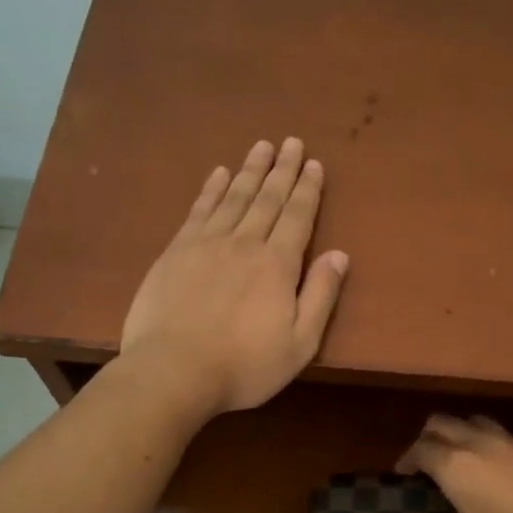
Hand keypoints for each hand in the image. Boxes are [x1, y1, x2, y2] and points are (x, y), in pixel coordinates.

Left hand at [120, 138, 348, 416]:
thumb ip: (321, 296)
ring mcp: (206, 244)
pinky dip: (212, 189)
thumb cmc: (244, 365)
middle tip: (291, 141)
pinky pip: (199, 210)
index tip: (314, 164)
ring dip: (250, 170)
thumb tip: (340, 255)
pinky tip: (219, 174)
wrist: (173, 371)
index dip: (307, 189)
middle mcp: (244, 243)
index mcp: (278, 265)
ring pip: (234, 197)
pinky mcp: (176, 251)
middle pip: (267, 198)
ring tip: (262, 146)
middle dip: (282, 169)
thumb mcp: (299, 343)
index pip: (297, 217)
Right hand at [394, 415, 512, 512]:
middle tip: (424, 460)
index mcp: (456, 468)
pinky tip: (497, 470)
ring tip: (459, 457)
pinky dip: (488, 442)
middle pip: (444, 423)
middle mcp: (479, 446)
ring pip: (475, 421)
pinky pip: (501, 434)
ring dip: (460, 432)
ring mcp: (511, 444)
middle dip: (428, 437)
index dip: (407, 458)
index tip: (402, 473)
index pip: (421, 450)